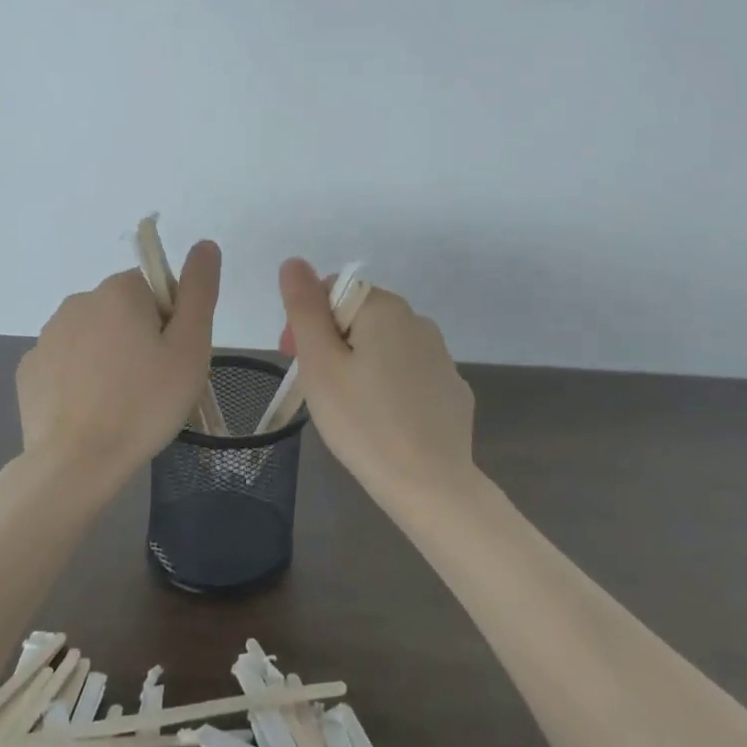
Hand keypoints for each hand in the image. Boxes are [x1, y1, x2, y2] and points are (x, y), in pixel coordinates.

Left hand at [16, 242, 221, 494]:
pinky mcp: (29, 369)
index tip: (172, 359)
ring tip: (122, 402)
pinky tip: (91, 410)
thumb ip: (199, 290)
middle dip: (139, 337)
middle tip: (154, 383)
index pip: (155, 288)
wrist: (77, 462)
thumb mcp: (190, 347)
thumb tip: (205, 244)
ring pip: (93, 336)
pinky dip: (80, 378)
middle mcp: (78, 301)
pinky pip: (66, 362)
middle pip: (123, 309)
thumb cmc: (145, 403)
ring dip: (109, 356)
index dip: (171, 321)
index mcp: (119, 291)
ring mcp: (47, 336)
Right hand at [277, 257, 475, 500]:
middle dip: (332, 343)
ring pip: (385, 347)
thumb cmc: (362, 420)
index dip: (307, 321)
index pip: (334, 291)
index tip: (295, 360)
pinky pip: (410, 375)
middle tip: (316, 389)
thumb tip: (294, 262)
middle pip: (360, 317)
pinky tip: (383, 421)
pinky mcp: (452, 390)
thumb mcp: (320, 363)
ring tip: (348, 409)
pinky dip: (390, 387)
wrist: (429, 484)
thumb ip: (304, 308)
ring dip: (360, 364)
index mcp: (385, 309)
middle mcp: (419, 321)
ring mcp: (442, 357)